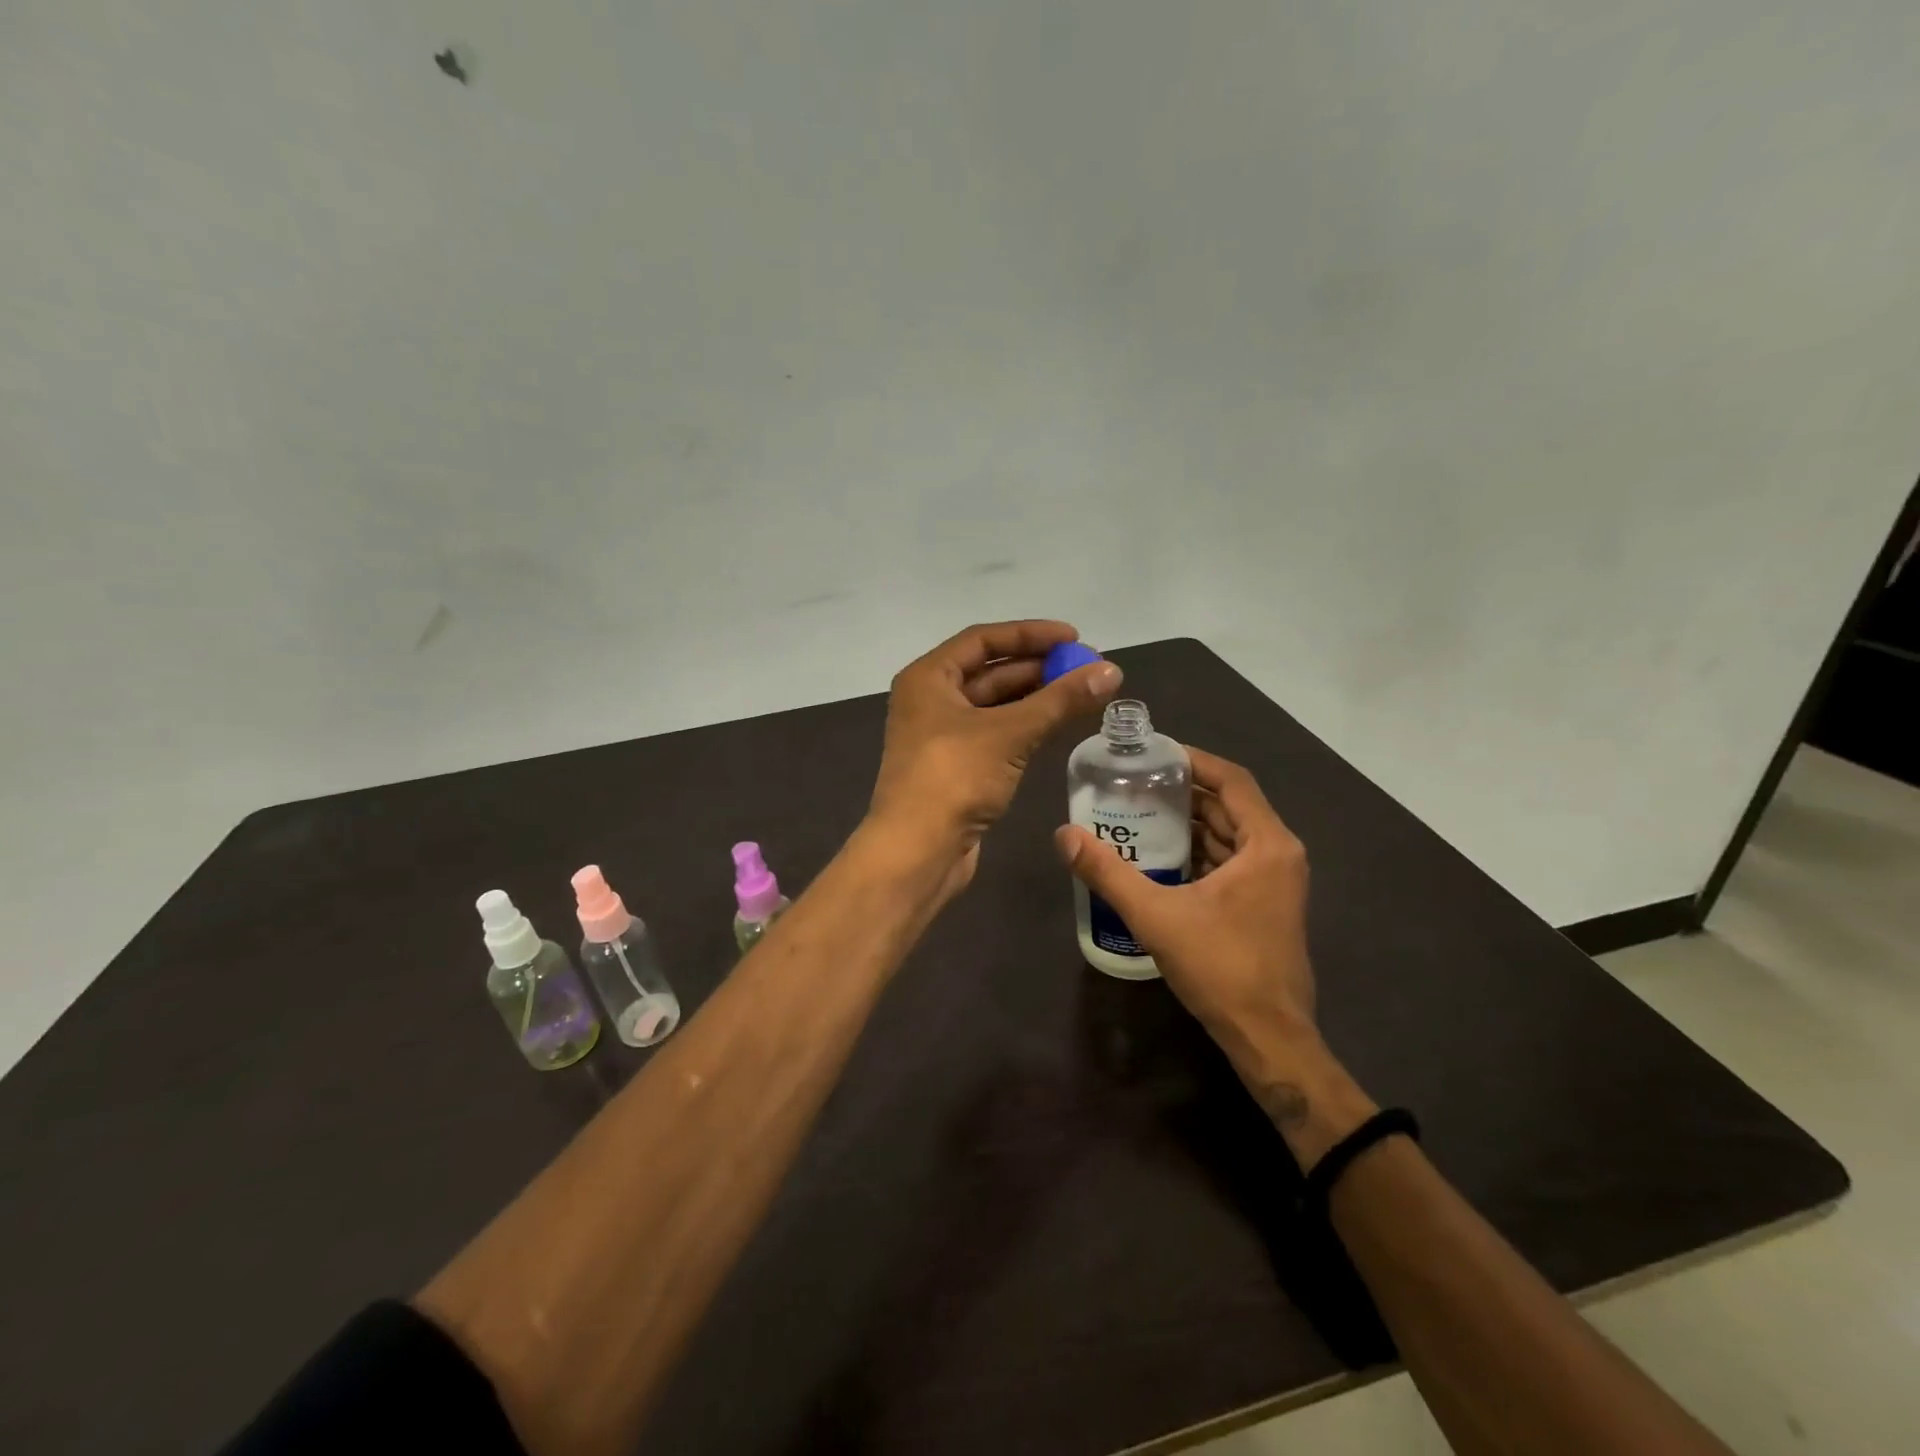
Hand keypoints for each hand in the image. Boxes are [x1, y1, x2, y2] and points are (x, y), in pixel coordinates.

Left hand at [870, 621, 1122, 888]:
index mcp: (928, 678)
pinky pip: (996, 734)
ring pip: (995, 706)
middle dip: (1039, 668)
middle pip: (990, 672)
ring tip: (1083, 694)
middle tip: (1087, 669)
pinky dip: (1025, 727)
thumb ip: (1060, 700)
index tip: (1074, 638)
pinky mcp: (957, 768)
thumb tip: (1111, 671)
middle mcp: (930, 700)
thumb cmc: (954, 778)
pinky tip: (1058, 725)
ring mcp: (942, 736)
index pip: (983, 640)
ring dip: (1036, 699)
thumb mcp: (1010, 733)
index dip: (1030, 634)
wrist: (917, 851)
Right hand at [1054, 748, 1341, 1131]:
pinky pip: (1230, 860)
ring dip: (1188, 822)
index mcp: (1266, 844)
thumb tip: (1064, 835)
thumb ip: (1108, 873)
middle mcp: (1278, 853)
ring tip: (1138, 812)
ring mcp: (1275, 881)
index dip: (1193, 760)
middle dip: (1182, 792)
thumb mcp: (1156, 916)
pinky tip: (1158, 856)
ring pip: (1228, 834)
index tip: (1152, 753)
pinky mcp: (1265, 904)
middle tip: (1134, 783)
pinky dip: (1197, 850)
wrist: (1269, 1038)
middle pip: (1228, 804)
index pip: (1231, 780)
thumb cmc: (1221, 969)